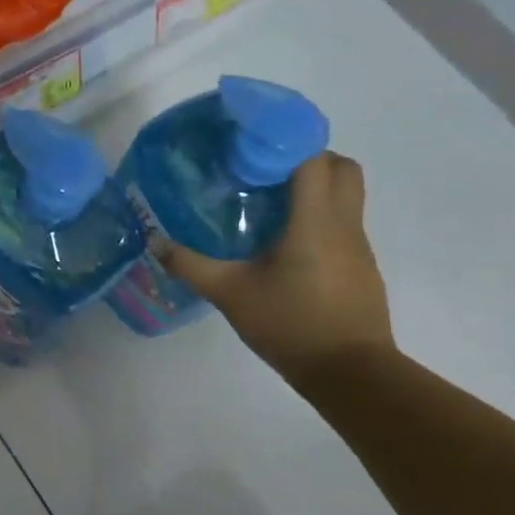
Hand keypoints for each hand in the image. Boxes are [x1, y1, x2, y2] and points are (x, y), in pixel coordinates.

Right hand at [154, 151, 394, 380]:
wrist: (350, 373)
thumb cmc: (290, 324)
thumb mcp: (229, 294)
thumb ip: (190, 265)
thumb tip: (154, 240)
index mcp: (315, 221)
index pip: (314, 158)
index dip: (286, 142)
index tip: (251, 143)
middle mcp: (344, 224)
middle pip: (342, 167)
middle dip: (307, 157)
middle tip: (264, 170)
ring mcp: (358, 245)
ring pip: (346, 194)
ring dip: (313, 187)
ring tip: (267, 202)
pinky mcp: (360, 266)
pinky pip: (342, 222)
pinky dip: (318, 215)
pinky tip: (284, 241)